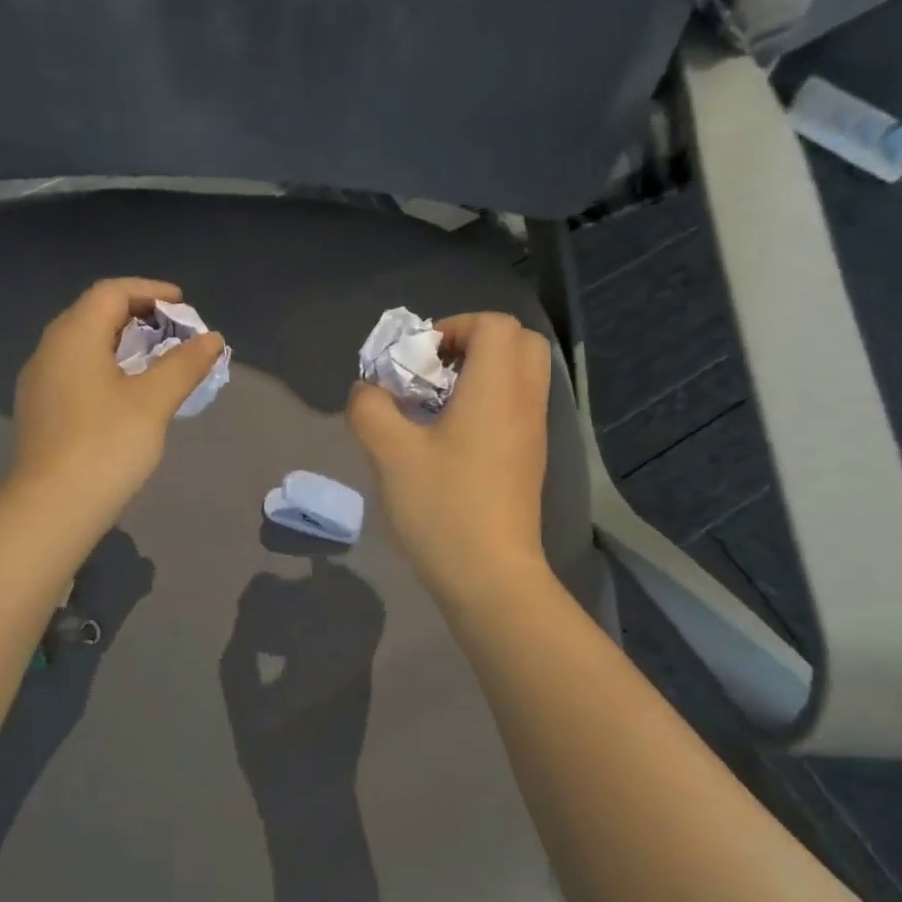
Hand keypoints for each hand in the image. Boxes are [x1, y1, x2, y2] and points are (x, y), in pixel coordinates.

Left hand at [10, 278, 225, 517]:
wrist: (53, 507)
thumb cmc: (106, 445)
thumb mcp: (154, 401)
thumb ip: (184, 364)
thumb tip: (212, 338)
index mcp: (74, 335)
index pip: (111, 292)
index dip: (150, 291)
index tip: (183, 304)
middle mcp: (49, 349)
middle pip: (94, 314)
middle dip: (137, 316)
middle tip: (173, 331)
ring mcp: (39, 381)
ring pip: (83, 345)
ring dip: (121, 343)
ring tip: (155, 361)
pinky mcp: (39, 410)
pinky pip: (75, 371)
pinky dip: (105, 367)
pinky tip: (125, 393)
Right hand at [347, 312, 552, 601]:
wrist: (490, 577)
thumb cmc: (442, 507)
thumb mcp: (390, 453)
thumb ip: (371, 408)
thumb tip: (368, 390)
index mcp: (497, 390)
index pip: (495, 325)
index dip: (454, 327)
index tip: (419, 359)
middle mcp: (524, 402)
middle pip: (519, 343)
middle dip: (474, 343)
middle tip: (434, 372)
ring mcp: (533, 433)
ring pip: (520, 376)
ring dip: (480, 374)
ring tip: (436, 406)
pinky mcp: (529, 459)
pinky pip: (516, 407)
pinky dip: (488, 402)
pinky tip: (448, 438)